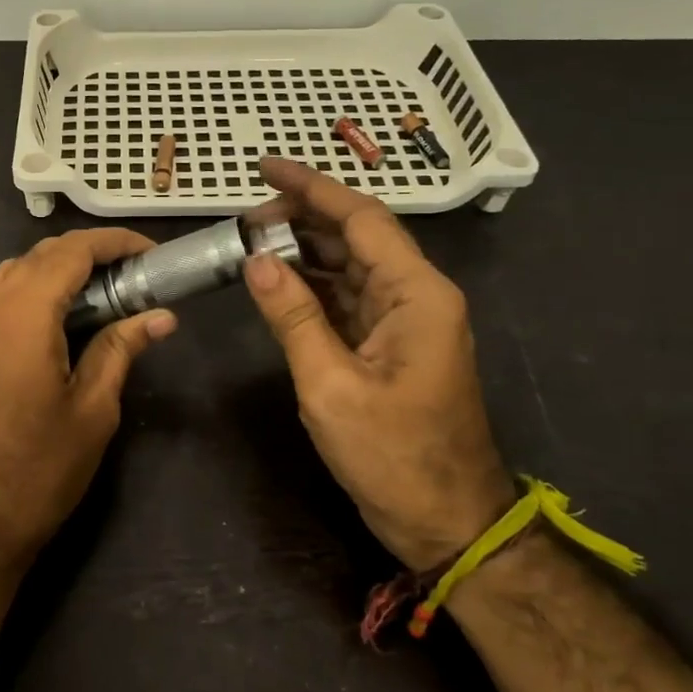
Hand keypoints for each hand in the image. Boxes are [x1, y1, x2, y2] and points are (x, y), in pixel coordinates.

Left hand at [0, 229, 177, 571]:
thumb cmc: (41, 467)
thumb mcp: (94, 408)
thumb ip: (121, 348)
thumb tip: (162, 315)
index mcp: (26, 312)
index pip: (73, 251)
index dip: (115, 243)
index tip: (151, 254)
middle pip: (42, 254)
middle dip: (88, 254)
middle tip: (132, 277)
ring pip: (12, 271)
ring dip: (54, 270)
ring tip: (94, 294)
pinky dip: (18, 290)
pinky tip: (37, 315)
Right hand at [243, 158, 513, 570]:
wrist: (448, 523)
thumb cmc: (394, 457)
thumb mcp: (331, 386)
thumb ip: (293, 317)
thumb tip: (256, 260)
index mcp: (416, 294)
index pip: (361, 218)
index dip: (311, 187)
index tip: (264, 167)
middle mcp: (417, 296)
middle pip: (357, 236)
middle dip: (301, 219)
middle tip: (244, 219)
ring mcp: (406, 322)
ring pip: (351, 267)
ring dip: (305, 252)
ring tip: (251, 244)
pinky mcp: (392, 346)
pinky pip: (349, 300)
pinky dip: (313, 287)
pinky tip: (278, 283)